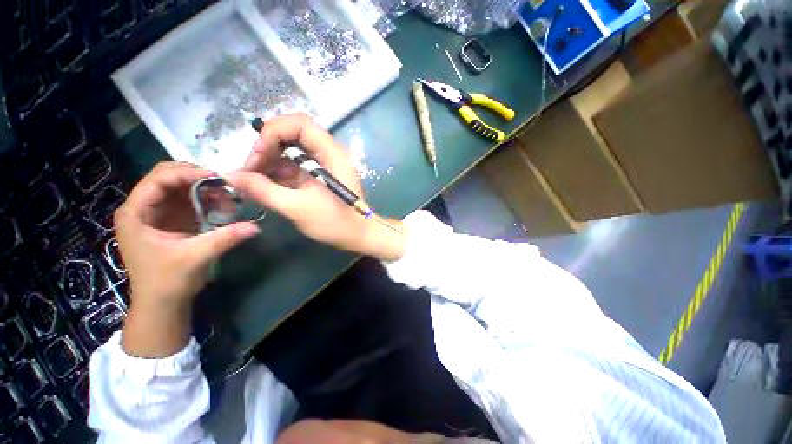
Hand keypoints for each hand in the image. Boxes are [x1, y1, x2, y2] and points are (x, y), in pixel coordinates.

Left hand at [115, 162, 259, 356]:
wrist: (163, 303)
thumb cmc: (168, 281)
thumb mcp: (196, 257)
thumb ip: (224, 238)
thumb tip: (255, 226)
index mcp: (135, 213)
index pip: (158, 179)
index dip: (186, 173)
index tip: (216, 177)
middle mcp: (143, 208)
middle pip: (167, 177)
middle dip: (196, 177)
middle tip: (223, 185)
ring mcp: (157, 213)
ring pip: (179, 187)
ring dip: (203, 188)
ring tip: (226, 196)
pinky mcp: (170, 220)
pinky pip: (188, 200)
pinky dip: (205, 199)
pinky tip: (221, 205)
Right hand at [226, 114, 405, 261]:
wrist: (358, 235)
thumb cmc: (335, 223)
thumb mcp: (298, 208)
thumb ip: (264, 190)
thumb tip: (231, 176)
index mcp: (331, 154)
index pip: (300, 123)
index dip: (274, 131)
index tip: (258, 154)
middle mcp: (328, 154)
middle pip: (293, 135)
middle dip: (268, 147)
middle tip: (251, 170)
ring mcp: (324, 165)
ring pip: (292, 151)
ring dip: (270, 161)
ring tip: (252, 180)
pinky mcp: (319, 176)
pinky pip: (295, 166)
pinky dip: (278, 173)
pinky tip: (264, 185)